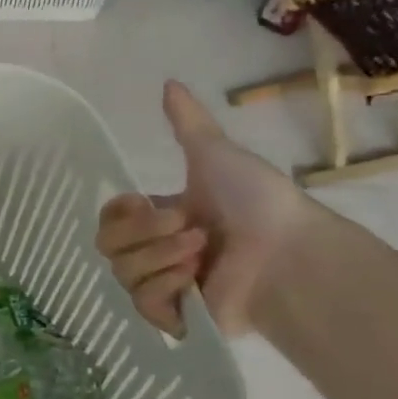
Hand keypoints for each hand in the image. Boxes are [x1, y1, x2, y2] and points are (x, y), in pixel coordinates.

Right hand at [96, 80, 317, 336]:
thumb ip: (187, 123)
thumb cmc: (256, 201)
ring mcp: (165, 285)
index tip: (142, 201)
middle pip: (108, 246)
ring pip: (123, 273)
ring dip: (159, 257)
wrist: (289, 253)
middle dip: (143, 233)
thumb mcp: (216, 154)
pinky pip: (141, 303)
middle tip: (185, 226)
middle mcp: (157, 251)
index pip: (109, 219)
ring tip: (200, 253)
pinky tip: (191, 282)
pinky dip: (163, 288)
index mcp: (161, 218)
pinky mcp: (176, 316)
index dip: (118, 212)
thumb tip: (169, 82)